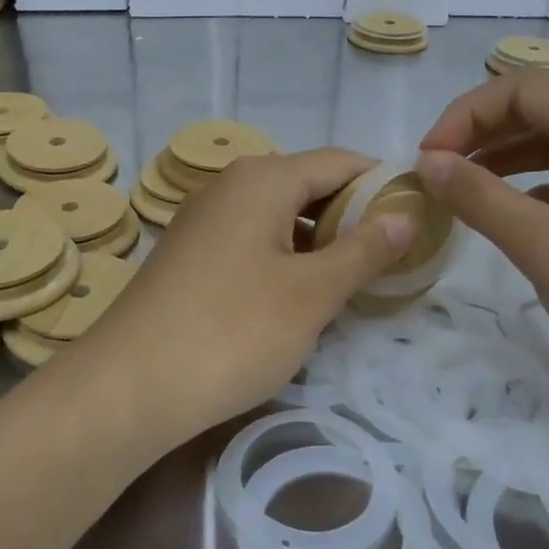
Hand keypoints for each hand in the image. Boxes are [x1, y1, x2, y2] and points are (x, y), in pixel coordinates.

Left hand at [79, 149, 414, 446]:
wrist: (129, 387)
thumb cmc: (232, 331)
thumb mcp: (311, 294)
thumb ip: (363, 250)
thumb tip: (405, 215)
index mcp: (262, 179)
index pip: (338, 161)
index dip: (381, 183)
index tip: (419, 216)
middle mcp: (229, 186)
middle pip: (307, 185)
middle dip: (352, 215)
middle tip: (394, 255)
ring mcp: (203, 220)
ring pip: (278, 215)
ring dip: (318, 240)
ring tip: (355, 278)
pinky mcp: (189, 254)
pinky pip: (251, 240)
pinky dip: (284, 257)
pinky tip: (300, 294)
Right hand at [417, 75, 548, 423]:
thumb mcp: (548, 249)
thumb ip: (481, 197)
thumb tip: (428, 161)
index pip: (521, 89)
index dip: (464, 115)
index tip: (425, 161)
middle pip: (539, 110)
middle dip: (479, 134)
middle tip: (435, 175)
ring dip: (502, 160)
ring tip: (459, 194)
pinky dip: (531, 189)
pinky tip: (509, 219)